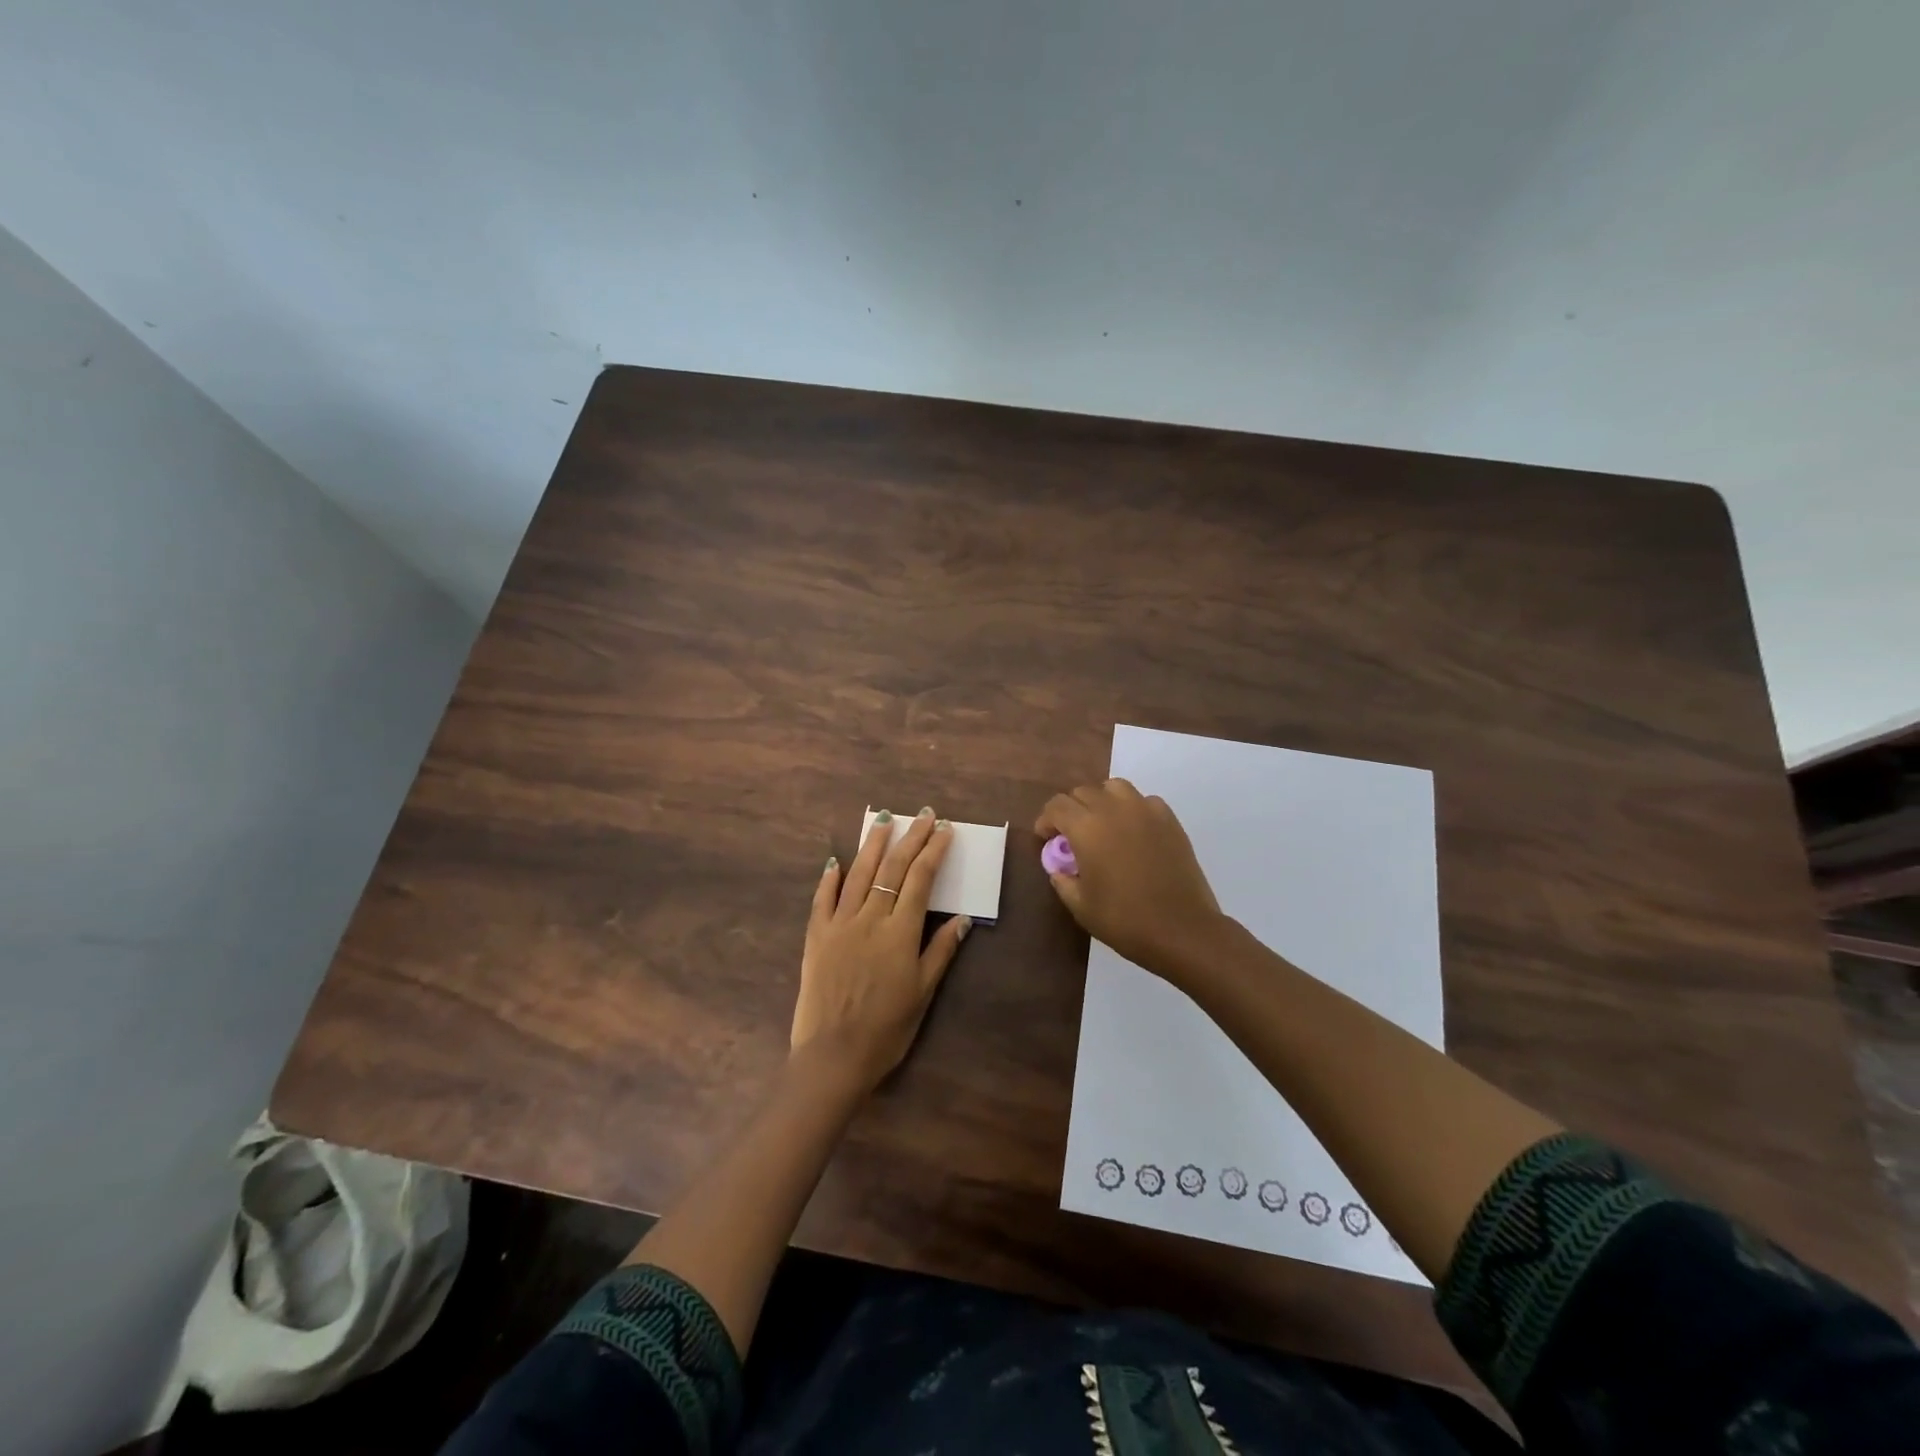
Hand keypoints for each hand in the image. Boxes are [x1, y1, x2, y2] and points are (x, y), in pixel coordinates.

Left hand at [791, 808, 972, 1092]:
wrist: (833, 1056)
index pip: (921, 879)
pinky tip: (836, 861)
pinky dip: (830, 878)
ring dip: (873, 845)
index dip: (933, 851)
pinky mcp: (816, 937)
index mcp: (900, 932)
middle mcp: (870, 919)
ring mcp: (839, 925)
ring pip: (858, 874)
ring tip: (883, 821)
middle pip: (893, 869)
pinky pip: (822, 899)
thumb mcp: (923, 993)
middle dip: (910, 838)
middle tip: (922, 814)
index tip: (944, 829)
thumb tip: (962, 919)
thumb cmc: (886, 1029)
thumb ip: (941, 952)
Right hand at [1035, 779, 1226, 981]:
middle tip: (1072, 837)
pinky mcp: (1169, 820)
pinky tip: (1134, 832)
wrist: (1182, 929)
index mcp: (1086, 828)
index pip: (1057, 806)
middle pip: (1083, 792)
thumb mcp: (1081, 906)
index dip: (1046, 820)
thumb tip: (1060, 869)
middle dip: (1071, 810)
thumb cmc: (1124, 920)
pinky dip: (1132, 809)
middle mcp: (1114, 809)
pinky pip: (1144, 801)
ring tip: (1103, 826)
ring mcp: (1145, 811)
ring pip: (1114, 787)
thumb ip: (1063, 881)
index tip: (1046, 840)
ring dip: (1102, 801)